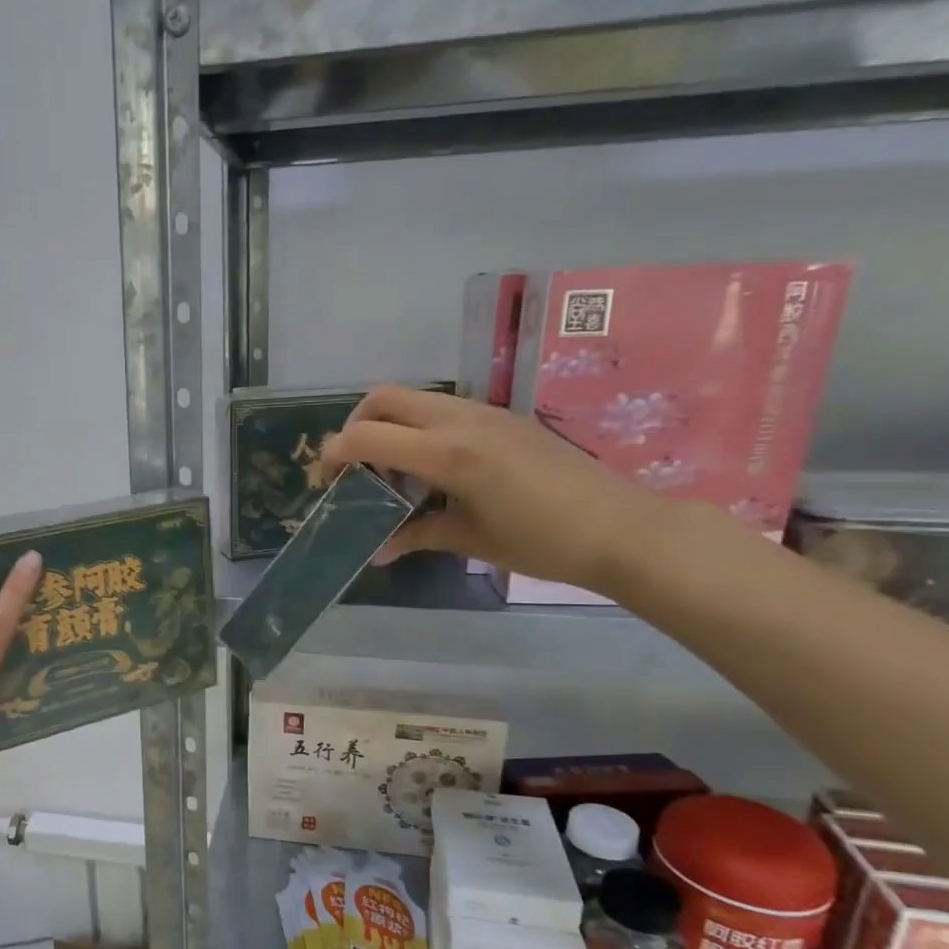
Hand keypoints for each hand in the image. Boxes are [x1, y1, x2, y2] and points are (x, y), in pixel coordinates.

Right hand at [321, 385, 667, 590]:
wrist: (620, 528)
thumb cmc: (541, 542)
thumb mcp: (470, 540)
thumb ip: (416, 534)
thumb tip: (376, 551)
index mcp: (448, 453)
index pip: (369, 434)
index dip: (336, 452)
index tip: (327, 478)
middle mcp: (460, 420)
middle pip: (385, 397)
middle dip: (356, 424)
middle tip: (355, 465)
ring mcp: (484, 413)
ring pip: (415, 397)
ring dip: (389, 423)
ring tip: (392, 469)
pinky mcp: (501, 417)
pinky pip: (443, 408)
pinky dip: (420, 427)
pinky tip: (432, 468)